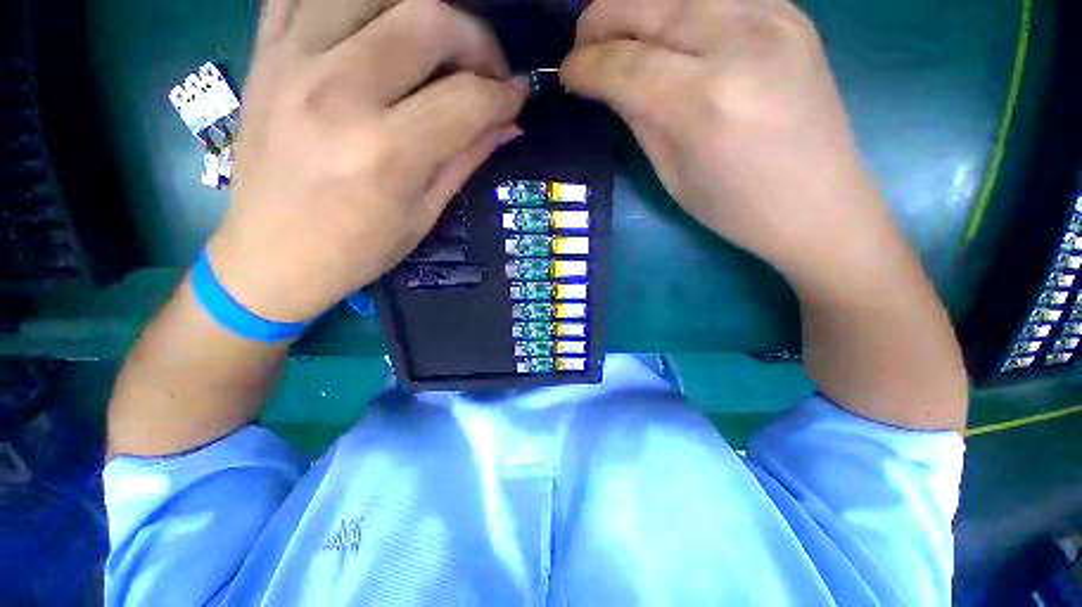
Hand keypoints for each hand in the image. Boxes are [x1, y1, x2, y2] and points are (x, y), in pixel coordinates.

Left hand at [208, 0, 527, 322]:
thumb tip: (508, 124)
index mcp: (387, 152)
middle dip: (475, 38)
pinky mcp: (265, 52)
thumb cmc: (357, 250)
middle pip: (427, 18)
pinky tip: (376, 26)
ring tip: (434, 44)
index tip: (516, 100)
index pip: (468, 99)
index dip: (504, 96)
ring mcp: (292, 61)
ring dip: (419, 9)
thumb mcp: (424, 214)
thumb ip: (467, 159)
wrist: (271, 255)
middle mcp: (339, 92)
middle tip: (484, 70)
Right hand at [561, 0, 900, 286]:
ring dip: (633, 3)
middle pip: (645, 4)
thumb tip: (608, 83)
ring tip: (615, 32)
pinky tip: (664, 27)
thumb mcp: (671, 174)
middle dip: (598, 19)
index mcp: (703, 100)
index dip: (584, 65)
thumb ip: (638, 118)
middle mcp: (739, 40)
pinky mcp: (790, 10)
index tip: (566, 73)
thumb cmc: (735, 207)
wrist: (819, 203)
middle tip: (581, 45)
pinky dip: (676, 2)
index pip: (623, 63)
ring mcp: (772, 15)